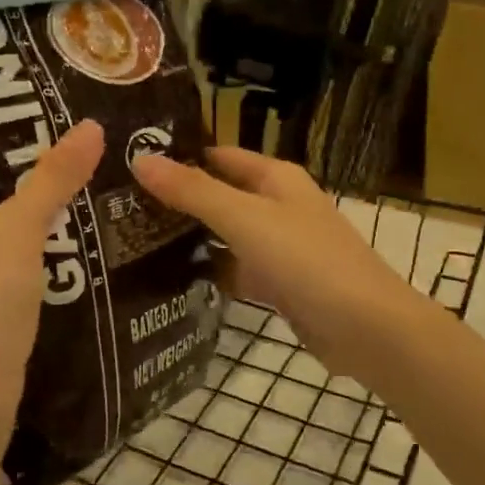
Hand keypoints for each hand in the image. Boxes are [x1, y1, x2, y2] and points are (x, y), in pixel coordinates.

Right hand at [131, 147, 433, 382]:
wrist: (366, 328)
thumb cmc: (307, 260)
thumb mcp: (245, 218)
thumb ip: (193, 191)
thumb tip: (140, 159)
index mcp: (275, 178)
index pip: (217, 156)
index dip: (178, 156)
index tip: (127, 164)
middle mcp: (277, 206)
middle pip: (219, 195)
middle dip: (177, 201)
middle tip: (118, 208)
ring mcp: (279, 247)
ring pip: (226, 235)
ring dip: (191, 238)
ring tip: (132, 241)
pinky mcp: (279, 284)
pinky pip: (236, 270)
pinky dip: (212, 273)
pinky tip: (171, 281)